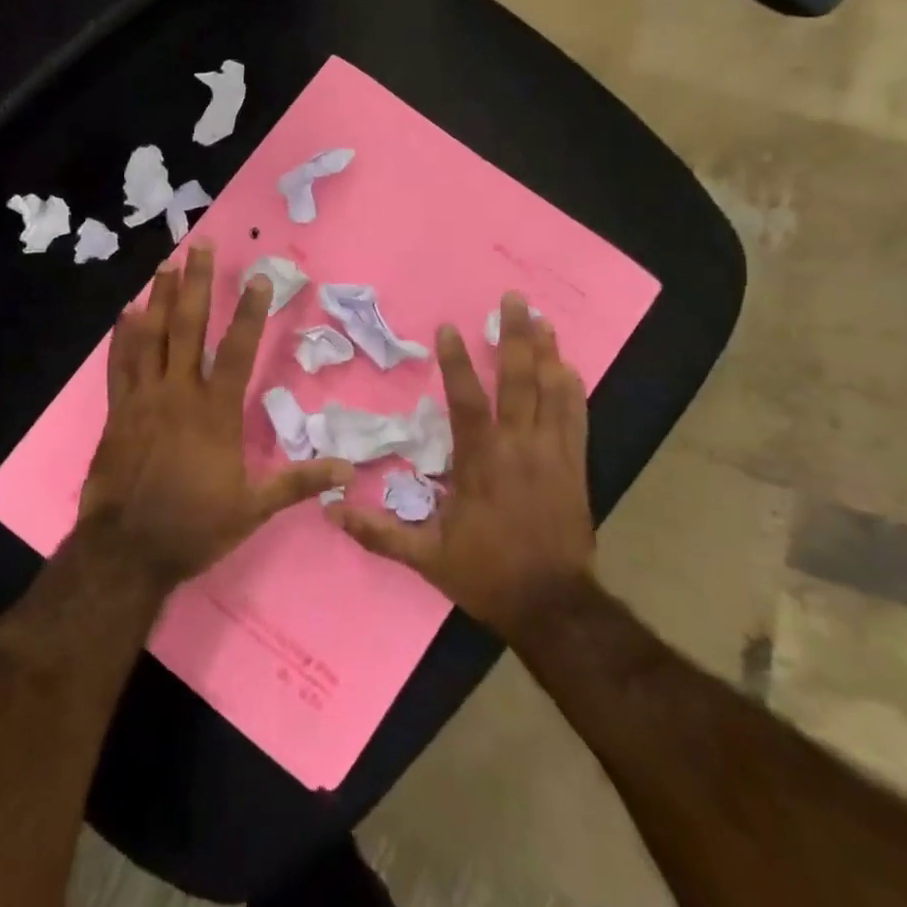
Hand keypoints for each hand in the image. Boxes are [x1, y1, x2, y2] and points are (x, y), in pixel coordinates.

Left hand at [80, 244, 348, 587]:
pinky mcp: (116, 411)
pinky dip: (122, 337)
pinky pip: (119, 365)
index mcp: (214, 412)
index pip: (237, 350)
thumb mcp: (253, 508)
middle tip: (199, 246)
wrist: (127, 550)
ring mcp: (142, 399)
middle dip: (196, 284)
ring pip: (151, 336)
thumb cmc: (194, 526)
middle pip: (188, 327)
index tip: (258, 278)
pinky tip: (125, 313)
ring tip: (165, 264)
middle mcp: (178, 393)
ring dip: (158, 298)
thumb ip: (298, 483)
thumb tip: (349, 469)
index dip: (249, 312)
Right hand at [329, 294, 594, 640]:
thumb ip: (378, 533)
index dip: (457, 362)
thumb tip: (329, 510)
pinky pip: (577, 419)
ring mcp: (553, 455)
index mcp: (480, 463)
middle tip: (514, 299)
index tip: (450, 327)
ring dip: (547, 352)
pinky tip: (570, 368)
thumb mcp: (426, 558)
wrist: (554, 608)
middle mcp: (519, 448)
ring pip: (552, 392)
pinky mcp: (576, 468)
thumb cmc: (487, 575)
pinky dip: (573, 391)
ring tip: (542, 319)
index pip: (468, 401)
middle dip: (515, 336)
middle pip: (519, 381)